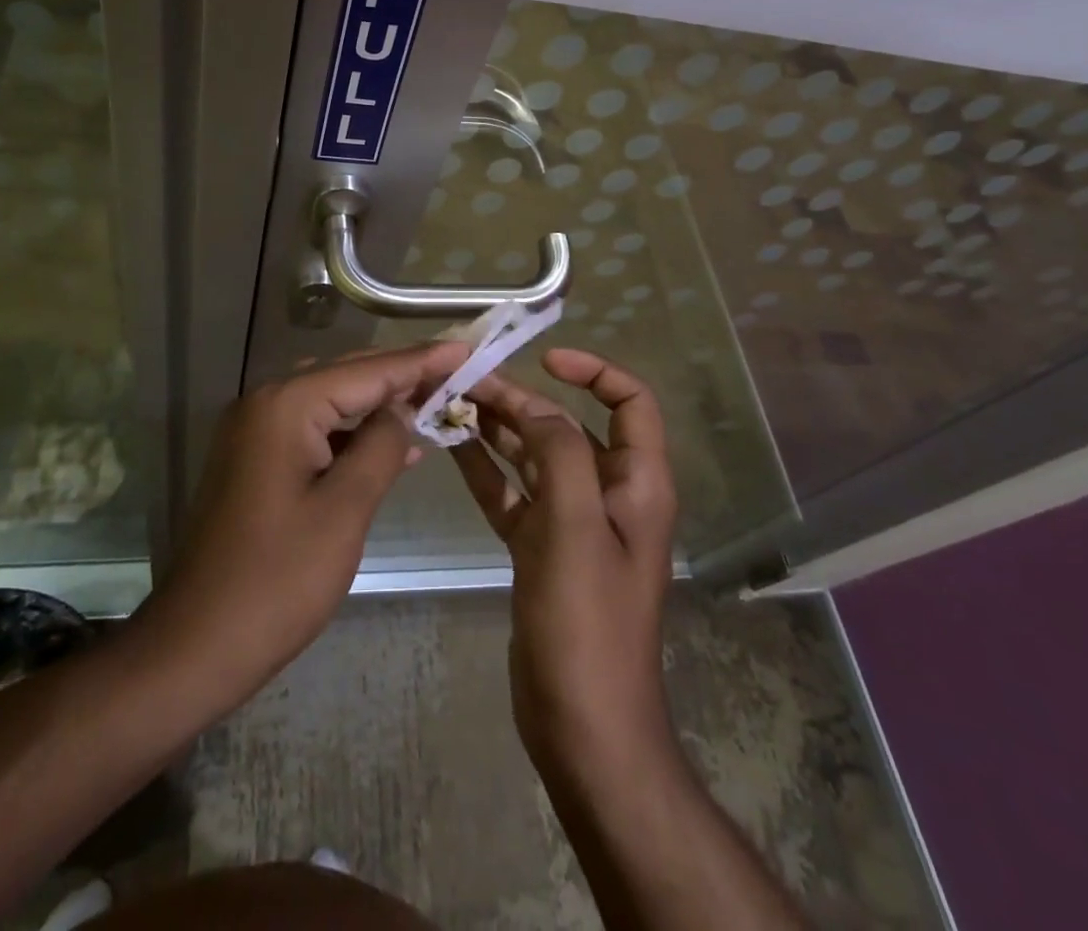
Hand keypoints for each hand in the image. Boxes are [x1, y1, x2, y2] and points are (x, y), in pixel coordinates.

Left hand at [141, 342, 469, 710]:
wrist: (196, 644)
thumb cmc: (277, 580)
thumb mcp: (344, 510)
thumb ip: (381, 446)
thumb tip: (403, 409)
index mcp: (286, 406)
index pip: (368, 370)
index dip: (421, 360)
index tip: (466, 347)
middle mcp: (266, 403)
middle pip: (347, 376)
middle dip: (402, 376)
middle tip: (457, 372)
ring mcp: (254, 431)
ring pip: (331, 400)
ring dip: (378, 404)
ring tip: (434, 401)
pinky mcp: (254, 459)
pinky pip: (314, 429)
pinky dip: (352, 433)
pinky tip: (391, 445)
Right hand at [454, 349, 679, 785]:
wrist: (583, 728)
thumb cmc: (588, 624)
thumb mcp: (575, 528)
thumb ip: (558, 454)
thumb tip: (532, 407)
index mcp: (636, 484)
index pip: (631, 402)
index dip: (595, 371)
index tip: (546, 360)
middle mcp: (608, 495)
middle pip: (566, 427)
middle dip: (521, 400)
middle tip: (465, 382)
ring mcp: (572, 524)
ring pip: (533, 458)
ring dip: (497, 430)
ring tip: (450, 403)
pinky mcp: (541, 551)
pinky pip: (512, 495)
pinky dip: (486, 470)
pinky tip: (451, 448)